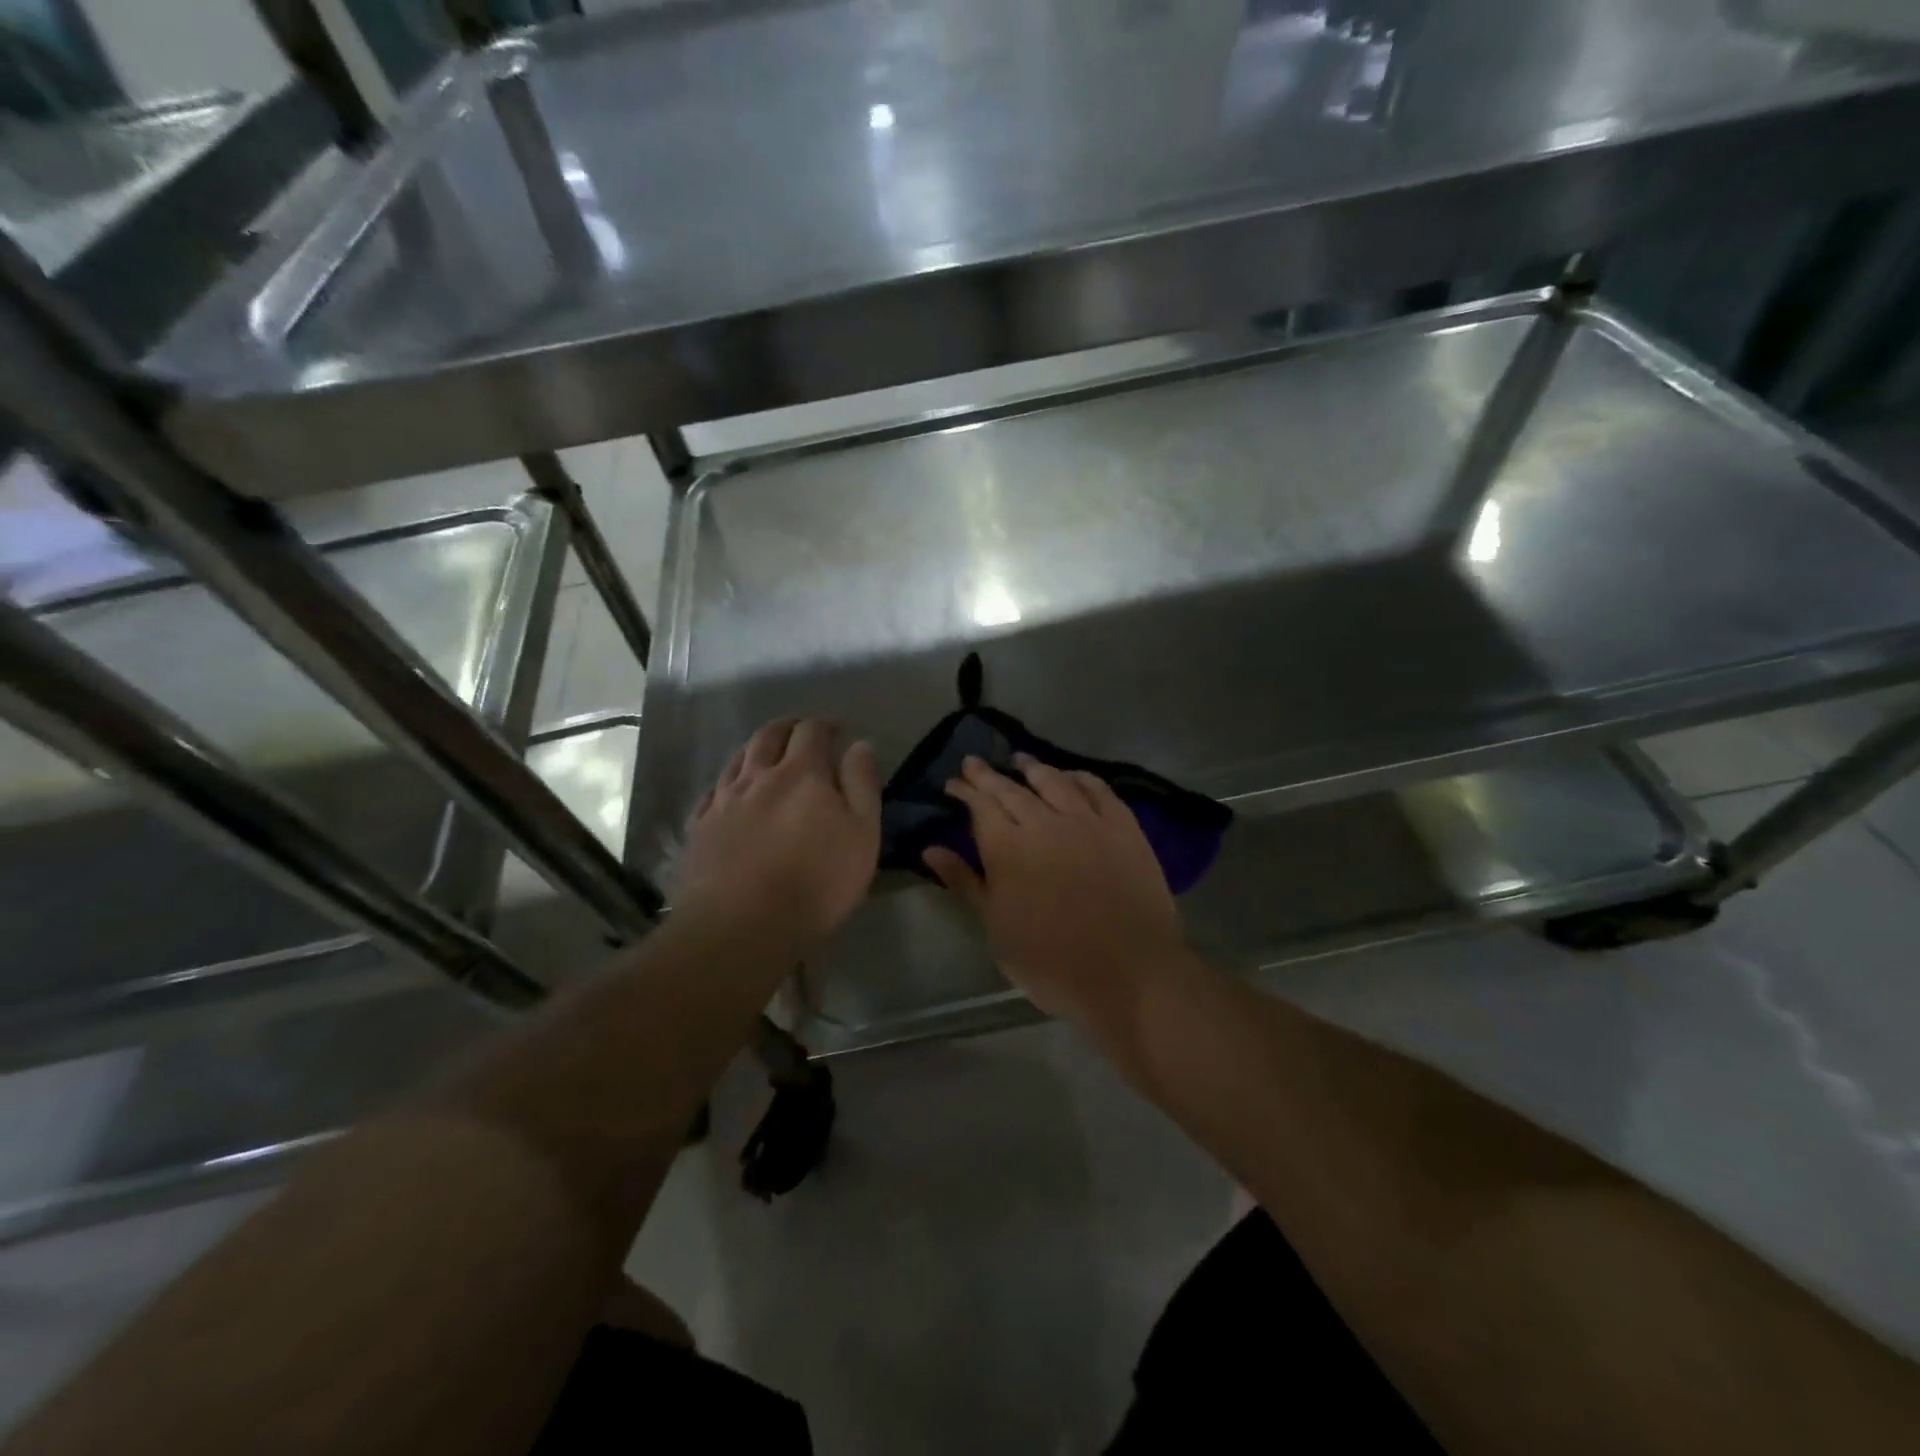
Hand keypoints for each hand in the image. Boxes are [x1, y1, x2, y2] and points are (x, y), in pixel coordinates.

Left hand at [675, 719, 879, 949]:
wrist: (740, 926)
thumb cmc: (815, 882)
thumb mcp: (861, 834)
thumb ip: (862, 785)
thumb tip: (859, 745)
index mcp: (801, 773)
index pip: (812, 731)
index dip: (825, 726)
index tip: (836, 733)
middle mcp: (758, 776)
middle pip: (769, 735)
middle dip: (788, 728)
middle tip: (801, 734)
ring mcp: (723, 801)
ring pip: (738, 758)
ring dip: (756, 748)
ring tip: (767, 755)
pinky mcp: (700, 828)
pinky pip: (713, 792)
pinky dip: (728, 783)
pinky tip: (731, 793)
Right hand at [925, 754, 1187, 1034]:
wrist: (1129, 975)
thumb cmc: (1051, 962)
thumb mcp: (996, 929)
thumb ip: (965, 883)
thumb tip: (931, 849)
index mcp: (1008, 848)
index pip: (980, 806)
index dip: (964, 791)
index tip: (953, 783)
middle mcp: (1045, 823)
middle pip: (1011, 789)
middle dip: (988, 775)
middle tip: (974, 763)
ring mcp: (1088, 822)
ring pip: (1054, 781)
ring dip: (1033, 767)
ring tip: (1020, 759)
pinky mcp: (1124, 828)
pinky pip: (1100, 790)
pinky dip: (1081, 778)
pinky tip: (1072, 775)